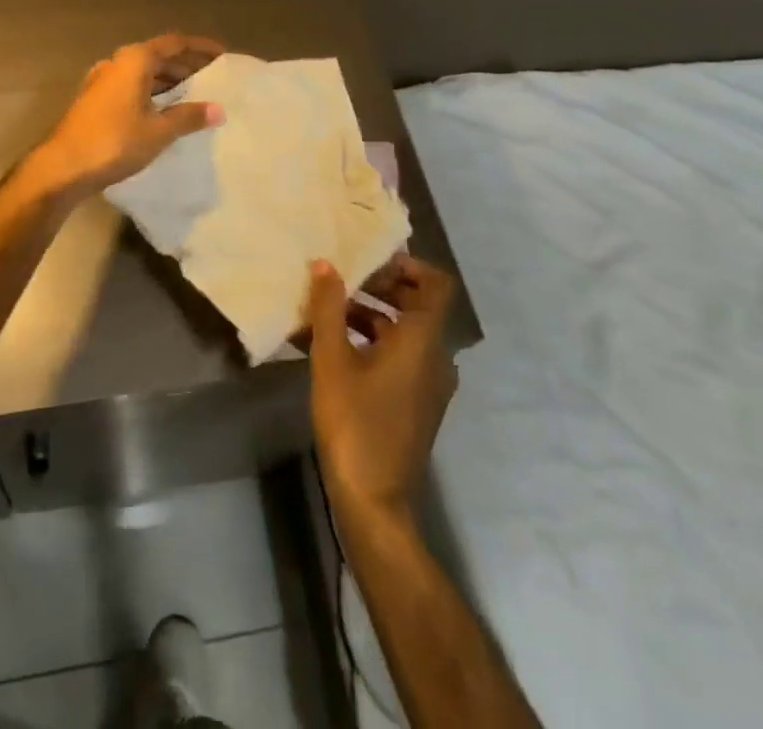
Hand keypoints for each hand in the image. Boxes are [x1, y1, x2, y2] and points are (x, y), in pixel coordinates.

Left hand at [28, 34, 223, 201]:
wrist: (61, 167)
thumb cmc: (114, 142)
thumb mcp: (158, 131)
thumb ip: (188, 117)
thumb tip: (218, 109)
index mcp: (134, 60)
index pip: (174, 43)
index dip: (200, 48)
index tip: (222, 55)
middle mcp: (116, 62)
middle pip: (157, 56)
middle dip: (185, 65)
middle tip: (211, 78)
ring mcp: (101, 81)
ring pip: (142, 73)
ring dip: (167, 81)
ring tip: (192, 96)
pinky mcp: (93, 100)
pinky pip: (130, 86)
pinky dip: (150, 92)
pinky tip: (162, 111)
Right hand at [306, 255, 457, 524]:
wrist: (373, 500)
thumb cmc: (354, 422)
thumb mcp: (332, 359)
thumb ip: (328, 307)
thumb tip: (325, 263)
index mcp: (424, 340)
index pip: (436, 284)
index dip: (408, 265)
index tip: (370, 262)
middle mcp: (436, 357)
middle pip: (418, 305)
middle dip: (381, 288)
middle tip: (343, 281)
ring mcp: (429, 384)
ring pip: (405, 333)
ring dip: (371, 315)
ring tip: (328, 312)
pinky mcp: (417, 404)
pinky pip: (401, 358)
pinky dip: (373, 343)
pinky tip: (333, 348)